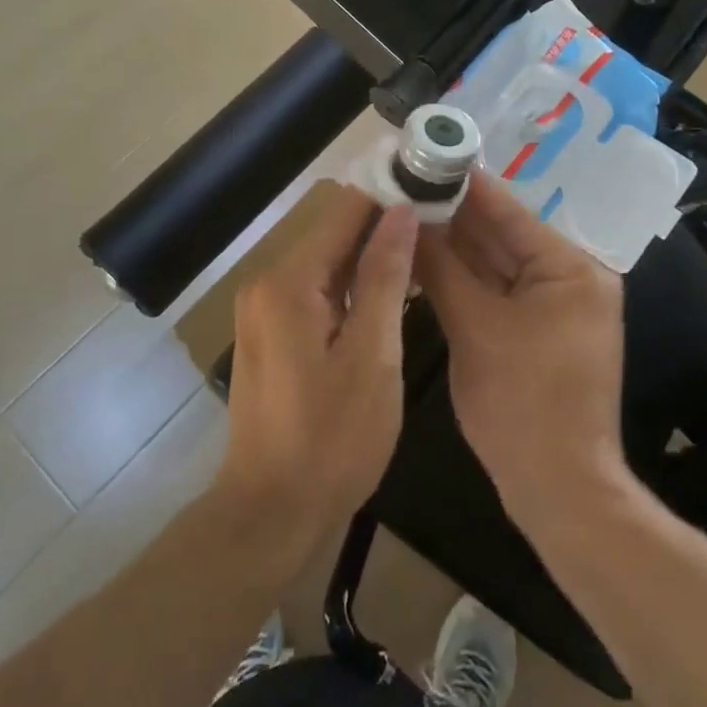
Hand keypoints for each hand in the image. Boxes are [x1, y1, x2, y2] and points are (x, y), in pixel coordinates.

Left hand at [216, 187, 418, 563]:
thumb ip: (385, 277)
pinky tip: (389, 296)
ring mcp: (264, 309)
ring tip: (426, 256)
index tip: (434, 192)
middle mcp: (268, 282)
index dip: (390, 197)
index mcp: (289, 281)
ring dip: (371, 260)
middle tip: (441, 229)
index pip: (344, 211)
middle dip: (384, 229)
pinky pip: (316, 293)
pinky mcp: (270, 333)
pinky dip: (352, 289)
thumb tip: (402, 212)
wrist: (272, 513)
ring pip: (327, 264)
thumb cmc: (331, 439)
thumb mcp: (372, 356)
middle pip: (334, 235)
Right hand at [415, 174, 627, 527]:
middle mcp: (569, 276)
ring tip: (403, 212)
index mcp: (569, 267)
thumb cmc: (522, 405)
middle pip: (500, 233)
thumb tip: (406, 217)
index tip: (420, 156)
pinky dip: (463, 278)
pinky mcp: (538, 330)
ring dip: (453, 244)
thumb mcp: (475, 328)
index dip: (460, 183)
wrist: (559, 492)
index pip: (506, 210)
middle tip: (401, 184)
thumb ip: (440, 267)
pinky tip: (423, 258)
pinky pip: (496, 291)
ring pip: (494, 263)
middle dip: (451, 213)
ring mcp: (555, 305)